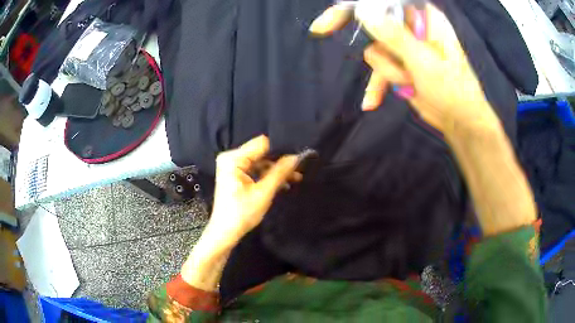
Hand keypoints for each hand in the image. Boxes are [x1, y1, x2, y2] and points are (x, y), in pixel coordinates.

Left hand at [209, 135, 299, 243]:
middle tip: (300, 167)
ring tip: (296, 178)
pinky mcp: (235, 175)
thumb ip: (280, 172)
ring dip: (276, 170)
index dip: (281, 149)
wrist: (225, 233)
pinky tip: (283, 183)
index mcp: (233, 158)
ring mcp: (232, 166)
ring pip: (260, 161)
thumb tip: (297, 156)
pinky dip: (267, 176)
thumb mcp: (263, 192)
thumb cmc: (242, 213)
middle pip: (261, 152)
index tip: (298, 156)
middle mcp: (231, 158)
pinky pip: (255, 169)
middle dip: (280, 161)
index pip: (262, 144)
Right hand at [309, 2, 498, 135]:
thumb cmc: (452, 89)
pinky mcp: (400, 65)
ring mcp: (405, 48)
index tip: (331, 15)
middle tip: (325, 31)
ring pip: (375, 51)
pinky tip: (372, 102)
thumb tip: (363, 11)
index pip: (386, 3)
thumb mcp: (424, 61)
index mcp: (424, 18)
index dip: (359, 5)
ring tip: (411, 83)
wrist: (459, 121)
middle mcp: (413, 28)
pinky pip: (377, 70)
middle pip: (375, 24)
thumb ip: (394, 36)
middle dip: (378, 46)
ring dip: (389, 72)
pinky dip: (376, 86)